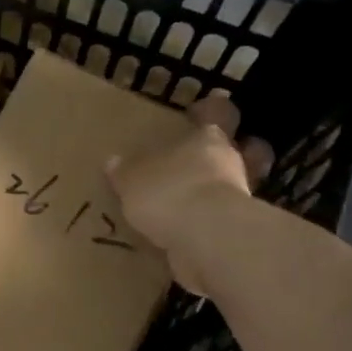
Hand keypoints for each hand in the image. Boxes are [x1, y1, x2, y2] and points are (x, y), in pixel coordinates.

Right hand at [105, 96, 271, 295]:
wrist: (207, 240)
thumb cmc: (170, 193)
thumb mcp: (133, 179)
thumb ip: (125, 172)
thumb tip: (113, 162)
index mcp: (208, 138)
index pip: (218, 113)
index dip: (211, 110)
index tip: (200, 111)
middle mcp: (230, 163)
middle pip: (235, 150)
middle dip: (219, 155)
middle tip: (196, 162)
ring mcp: (239, 199)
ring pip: (230, 187)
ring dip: (214, 193)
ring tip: (188, 203)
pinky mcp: (236, 233)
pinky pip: (220, 222)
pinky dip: (208, 225)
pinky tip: (186, 233)